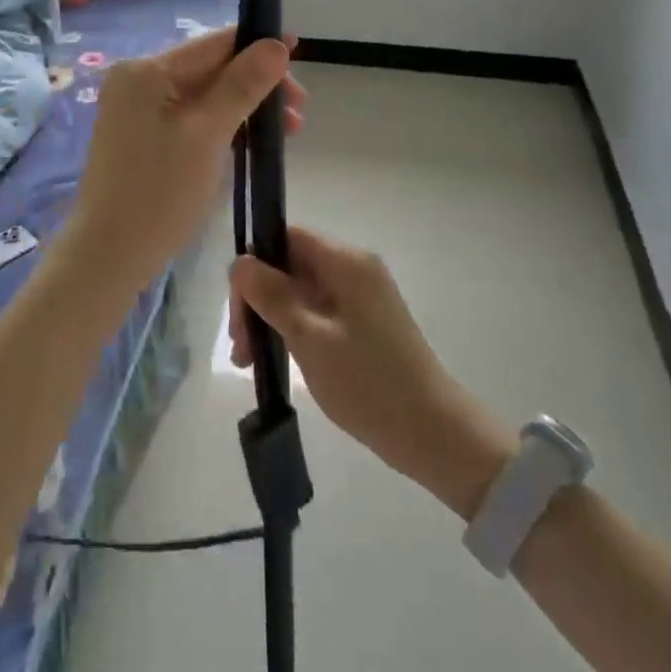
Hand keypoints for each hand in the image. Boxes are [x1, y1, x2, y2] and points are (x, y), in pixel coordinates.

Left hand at [63, 27, 304, 294]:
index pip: (213, 44)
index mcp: (146, 70)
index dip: (258, 45)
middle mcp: (137, 80)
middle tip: (298, 112)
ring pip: (203, 95)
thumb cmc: (160, 192)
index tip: (299, 50)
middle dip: (257, 85)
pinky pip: (190, 116)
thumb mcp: (208, 134)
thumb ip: (243, 85)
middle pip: (209, 68)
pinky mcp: (141, 135)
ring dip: (245, 107)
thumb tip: (276, 45)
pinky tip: (251, 139)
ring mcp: (137, 109)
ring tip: (287, 131)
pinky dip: (222, 124)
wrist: (108, 255)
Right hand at [231, 227, 513, 520]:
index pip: (287, 236)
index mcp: (345, 262)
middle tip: (240, 346)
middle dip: (259, 298)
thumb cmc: (368, 382)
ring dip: (271, 318)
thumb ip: (271, 295)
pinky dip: (292, 330)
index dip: (255, 263)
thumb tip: (240, 261)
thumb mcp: (309, 337)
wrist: (433, 434)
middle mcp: (354, 269)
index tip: (237, 307)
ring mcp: (360, 297)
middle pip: (291, 264)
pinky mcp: (362, 323)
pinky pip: (316, 312)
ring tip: (250, 362)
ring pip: (300, 291)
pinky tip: (275, 360)